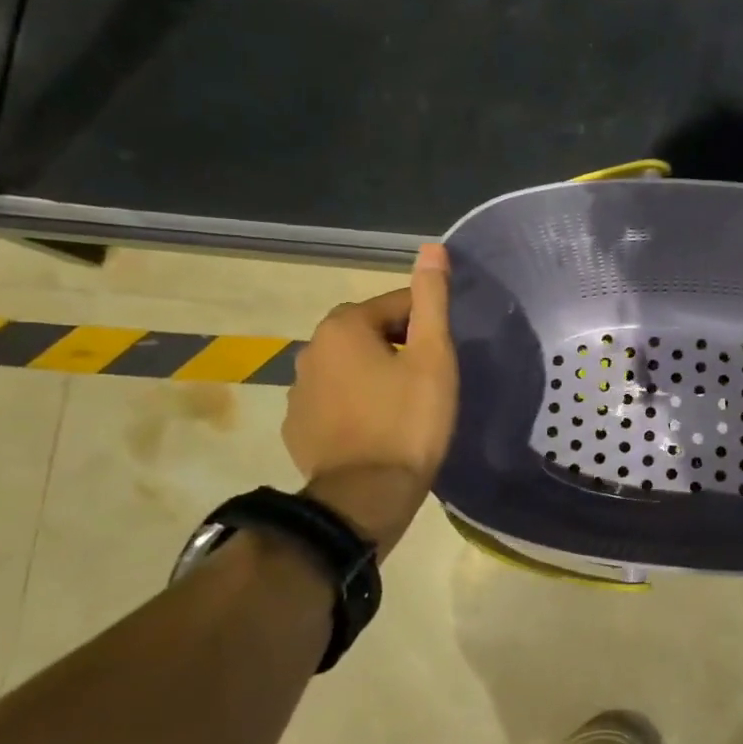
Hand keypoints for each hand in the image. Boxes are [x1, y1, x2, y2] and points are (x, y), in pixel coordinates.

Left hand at [283, 245, 458, 546]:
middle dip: (397, 347)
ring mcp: (298, 391)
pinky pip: (333, 400)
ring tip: (404, 407)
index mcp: (343, 326)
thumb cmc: (409, 420)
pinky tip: (377, 429)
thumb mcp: (433, 357)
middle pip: (368, 333)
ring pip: (349, 368)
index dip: (426, 325)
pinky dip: (354, 405)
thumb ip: (431, 300)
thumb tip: (432, 248)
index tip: (445, 355)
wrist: (366, 495)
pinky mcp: (297, 426)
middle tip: (429, 380)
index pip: (396, 305)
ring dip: (373, 375)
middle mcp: (311, 349)